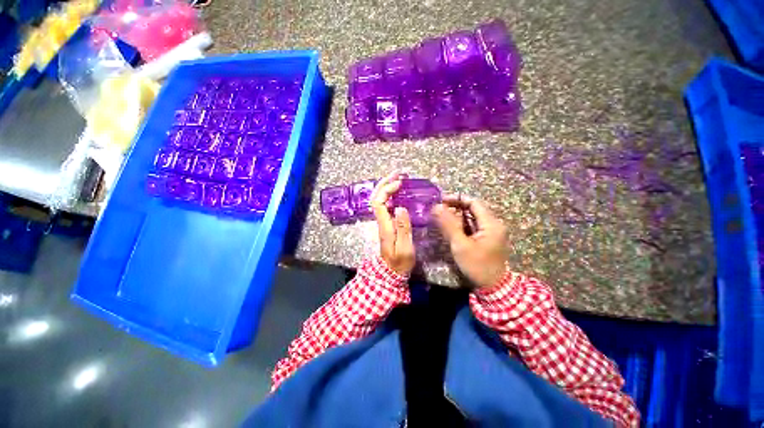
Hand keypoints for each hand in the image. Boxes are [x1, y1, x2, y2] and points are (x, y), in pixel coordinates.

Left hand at [371, 172, 415, 275]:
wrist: (391, 272)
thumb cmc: (400, 262)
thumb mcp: (405, 248)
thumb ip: (403, 228)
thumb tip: (401, 208)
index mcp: (384, 226)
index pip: (378, 202)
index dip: (386, 190)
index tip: (399, 183)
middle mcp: (381, 221)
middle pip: (376, 198)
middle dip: (385, 183)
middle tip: (398, 174)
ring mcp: (384, 222)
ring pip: (380, 200)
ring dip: (387, 188)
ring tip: (399, 179)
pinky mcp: (388, 224)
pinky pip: (387, 205)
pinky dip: (391, 196)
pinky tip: (399, 193)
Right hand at [432, 195, 508, 288]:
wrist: (493, 287)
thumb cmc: (477, 265)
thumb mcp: (460, 245)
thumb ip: (448, 225)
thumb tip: (436, 207)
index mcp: (491, 223)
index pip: (474, 203)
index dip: (457, 199)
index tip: (441, 201)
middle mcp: (494, 224)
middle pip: (473, 209)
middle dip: (455, 207)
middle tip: (439, 210)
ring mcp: (491, 231)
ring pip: (472, 217)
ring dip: (457, 216)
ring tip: (442, 218)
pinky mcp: (487, 238)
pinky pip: (473, 226)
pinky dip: (461, 225)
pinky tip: (450, 228)